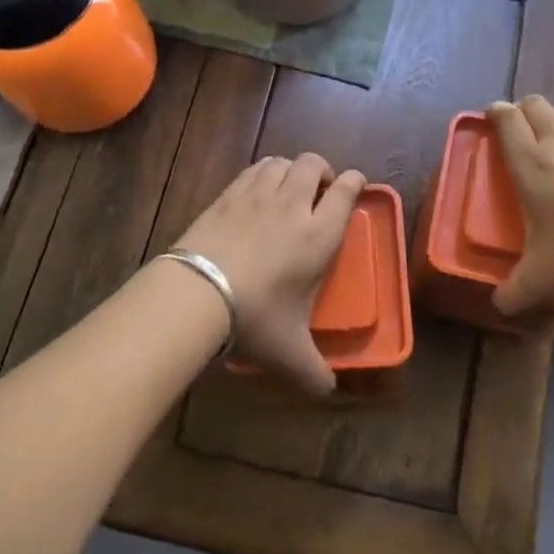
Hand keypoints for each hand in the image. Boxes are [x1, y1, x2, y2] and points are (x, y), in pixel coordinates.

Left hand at [174, 153, 365, 394]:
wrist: (199, 292)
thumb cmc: (256, 317)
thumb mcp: (290, 351)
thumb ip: (314, 371)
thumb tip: (328, 392)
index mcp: (319, 234)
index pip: (345, 191)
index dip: (354, 181)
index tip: (355, 183)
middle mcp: (292, 205)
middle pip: (312, 164)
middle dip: (321, 170)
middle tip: (319, 188)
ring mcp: (256, 195)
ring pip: (280, 162)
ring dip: (290, 169)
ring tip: (288, 187)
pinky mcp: (226, 195)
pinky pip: (251, 170)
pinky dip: (261, 173)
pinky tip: (256, 191)